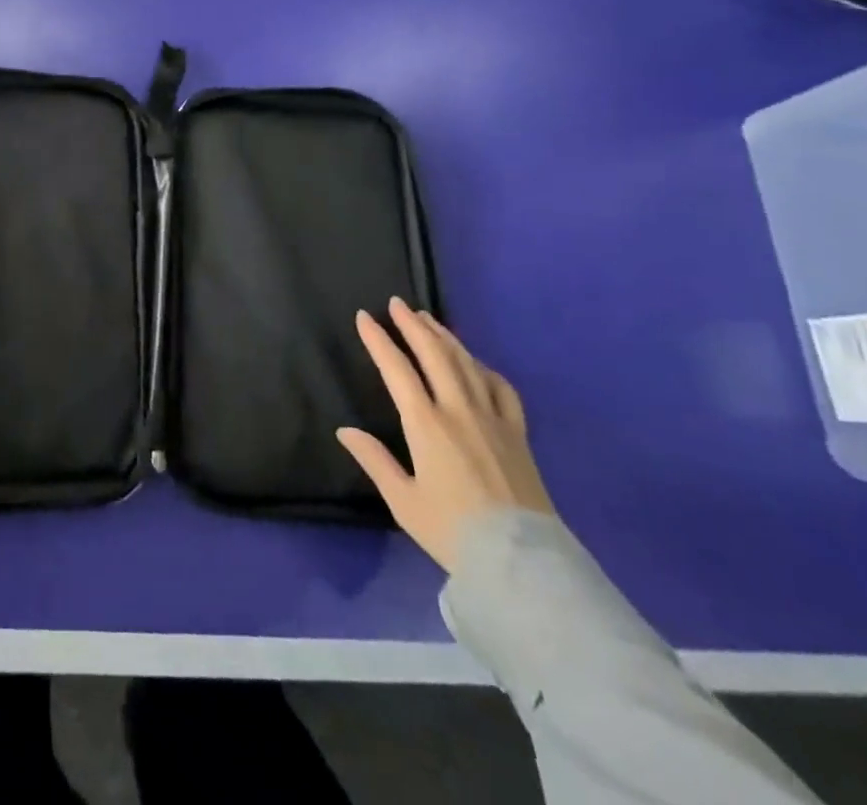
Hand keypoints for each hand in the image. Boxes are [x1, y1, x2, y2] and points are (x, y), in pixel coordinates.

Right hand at [337, 299, 553, 572]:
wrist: (522, 562)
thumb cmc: (453, 531)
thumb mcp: (403, 501)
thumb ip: (374, 461)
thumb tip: (345, 431)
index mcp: (426, 424)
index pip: (397, 369)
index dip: (379, 340)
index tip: (364, 318)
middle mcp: (459, 410)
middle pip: (434, 354)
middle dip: (413, 325)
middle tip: (397, 304)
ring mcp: (493, 418)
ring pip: (466, 363)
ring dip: (444, 337)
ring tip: (429, 319)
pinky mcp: (518, 433)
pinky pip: (501, 388)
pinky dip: (484, 368)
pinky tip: (476, 363)